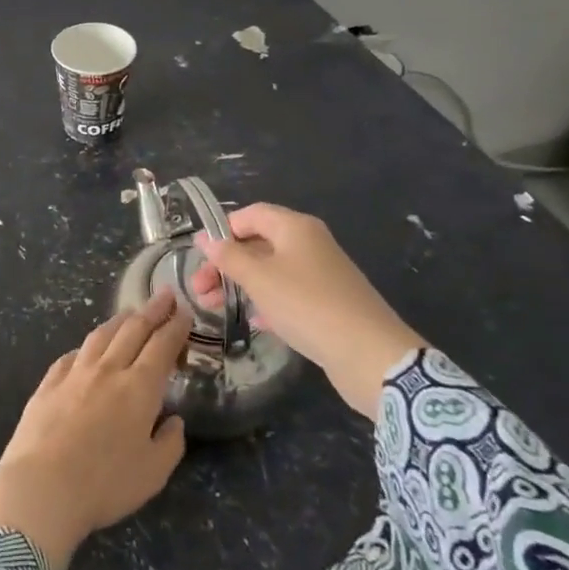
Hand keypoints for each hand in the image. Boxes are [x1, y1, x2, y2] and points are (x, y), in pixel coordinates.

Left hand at [0, 291, 190, 569]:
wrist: (42, 485)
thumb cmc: (105, 483)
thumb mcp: (153, 473)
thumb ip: (170, 443)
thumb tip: (174, 420)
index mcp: (138, 388)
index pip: (161, 346)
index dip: (175, 326)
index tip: (183, 310)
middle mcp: (107, 370)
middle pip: (132, 331)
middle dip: (151, 311)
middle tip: (163, 295)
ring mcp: (74, 373)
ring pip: (100, 336)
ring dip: (118, 321)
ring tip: (129, 313)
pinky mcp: (48, 383)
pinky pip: (71, 355)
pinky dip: (86, 347)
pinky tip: (86, 348)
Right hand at [192, 203, 423, 418]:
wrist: (369, 354)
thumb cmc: (306, 305)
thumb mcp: (258, 278)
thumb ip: (228, 257)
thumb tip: (204, 238)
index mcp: (295, 227)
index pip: (250, 215)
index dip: (222, 230)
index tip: (200, 256)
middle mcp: (309, 244)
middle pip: (258, 244)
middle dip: (226, 264)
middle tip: (199, 289)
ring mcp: (321, 274)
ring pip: (270, 271)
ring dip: (241, 285)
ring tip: (214, 307)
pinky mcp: (327, 303)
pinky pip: (288, 294)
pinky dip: (266, 302)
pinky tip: (253, 321)